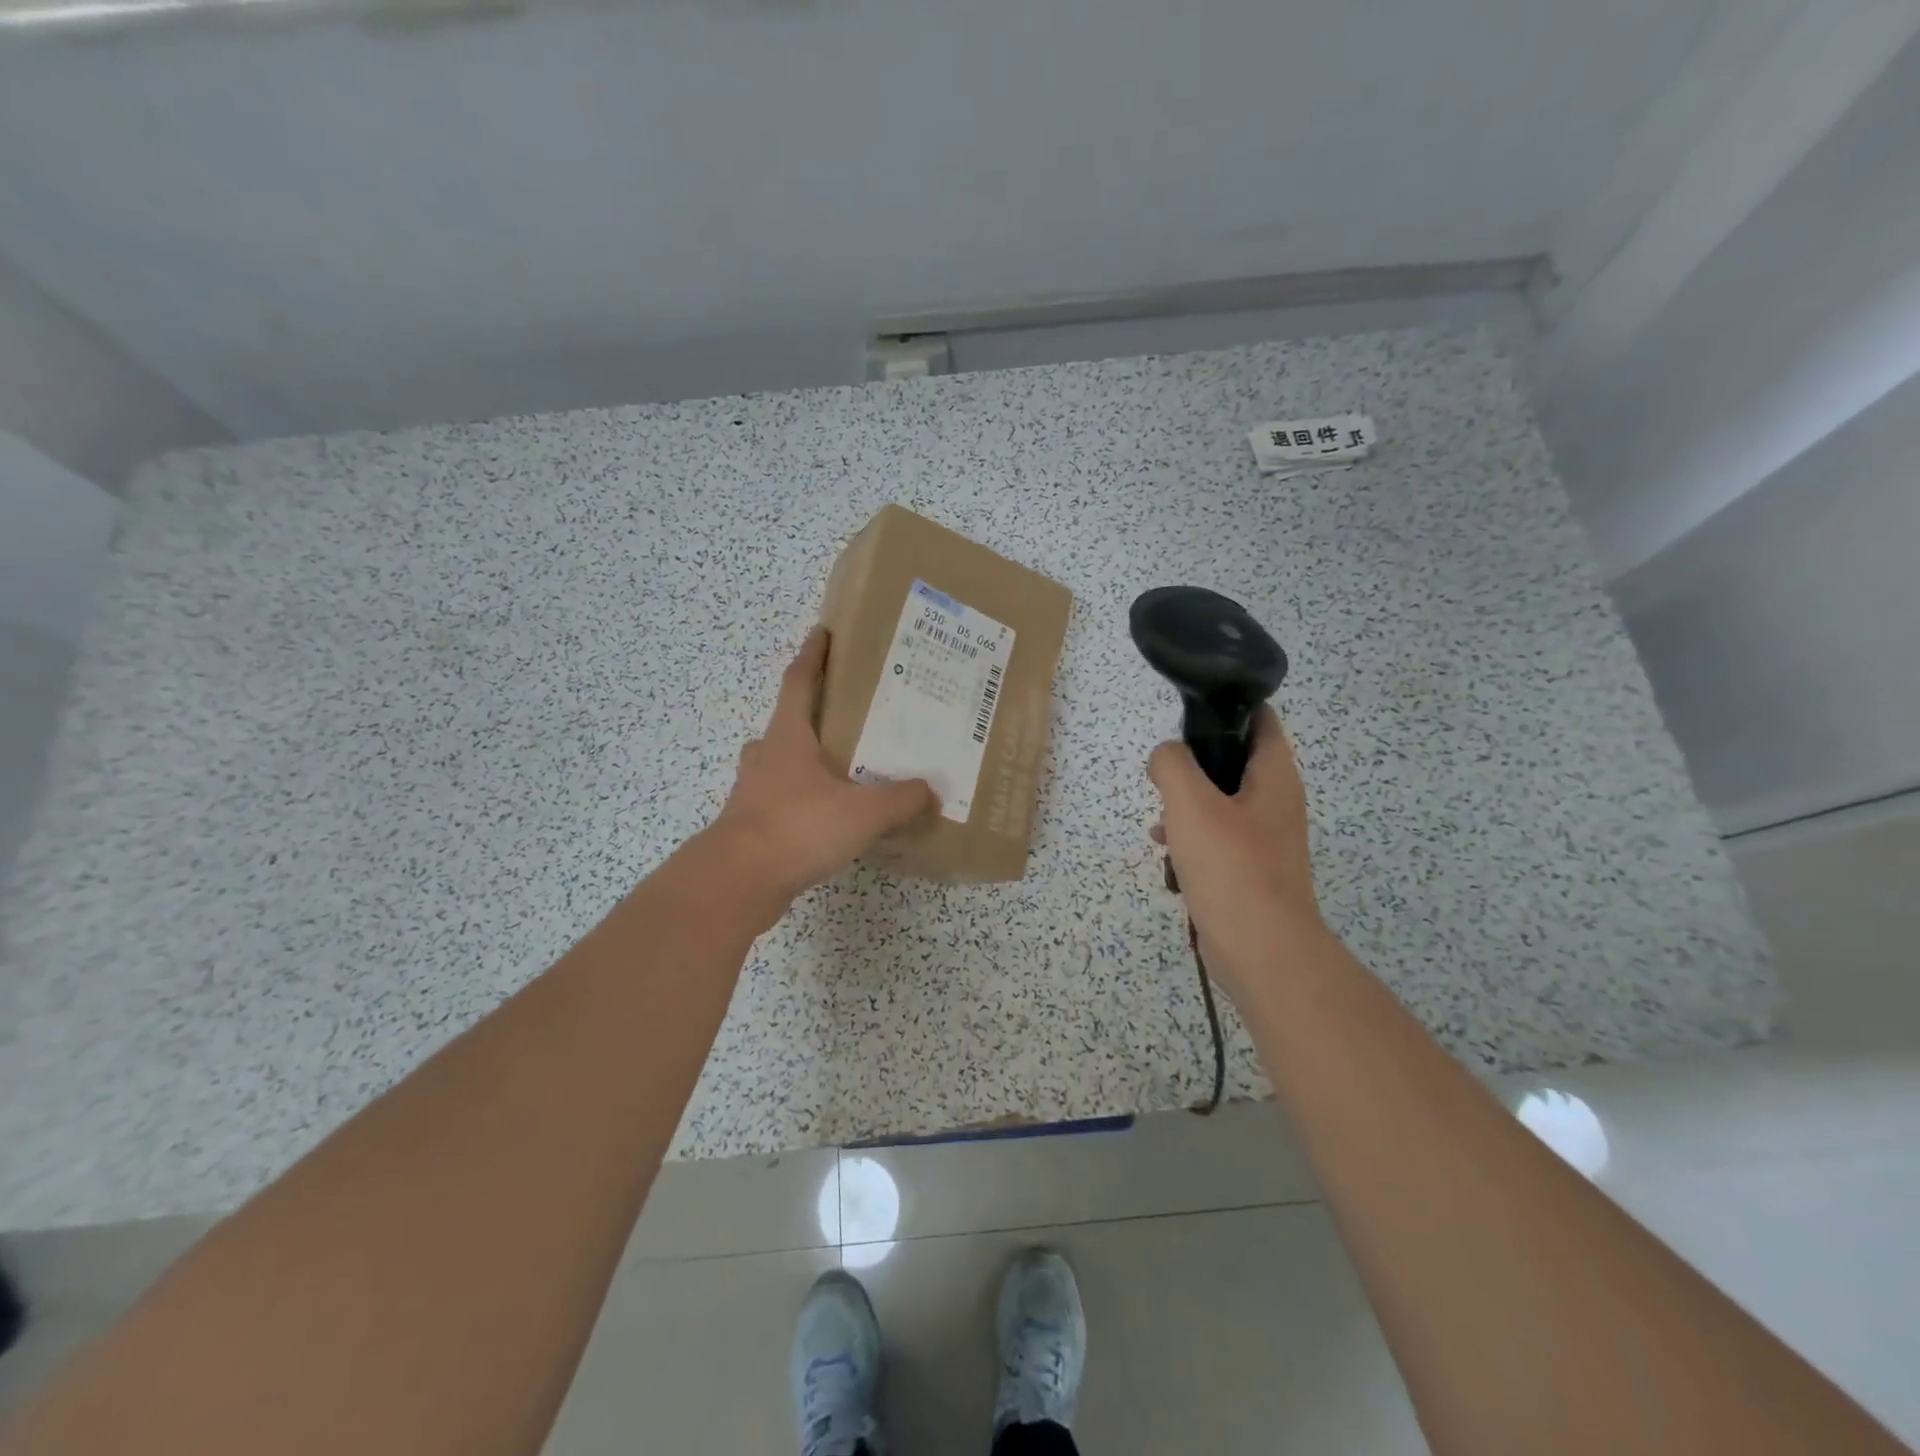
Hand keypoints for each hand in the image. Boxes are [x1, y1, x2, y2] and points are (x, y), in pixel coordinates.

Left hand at [710, 627, 936, 903]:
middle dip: (815, 712)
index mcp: (788, 737)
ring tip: (846, 767)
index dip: (813, 655)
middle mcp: (767, 756)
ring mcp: (755, 791)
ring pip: (783, 762)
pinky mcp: (753, 824)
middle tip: (851, 714)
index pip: (799, 681)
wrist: (738, 882)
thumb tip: (930, 790)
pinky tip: (832, 816)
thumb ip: (900, 799)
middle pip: (789, 721)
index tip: (823, 631)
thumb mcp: (863, 811)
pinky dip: (806, 798)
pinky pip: (784, 799)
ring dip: (809, 759)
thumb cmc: (797, 828)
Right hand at [1148, 708, 1327, 998]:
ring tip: (1159, 824)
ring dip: (1186, 807)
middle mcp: (1276, 801)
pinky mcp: (1251, 870)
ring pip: (1220, 803)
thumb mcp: (1190, 803)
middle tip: (1165, 777)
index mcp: (1274, 776)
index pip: (1260, 719)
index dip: (1226, 708)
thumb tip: (1165, 757)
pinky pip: (1218, 840)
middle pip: (1234, 762)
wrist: (1261, 949)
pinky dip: (1192, 841)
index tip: (1186, 715)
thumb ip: (1172, 765)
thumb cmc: (1230, 866)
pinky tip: (1168, 859)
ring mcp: (1266, 838)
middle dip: (1194, 766)